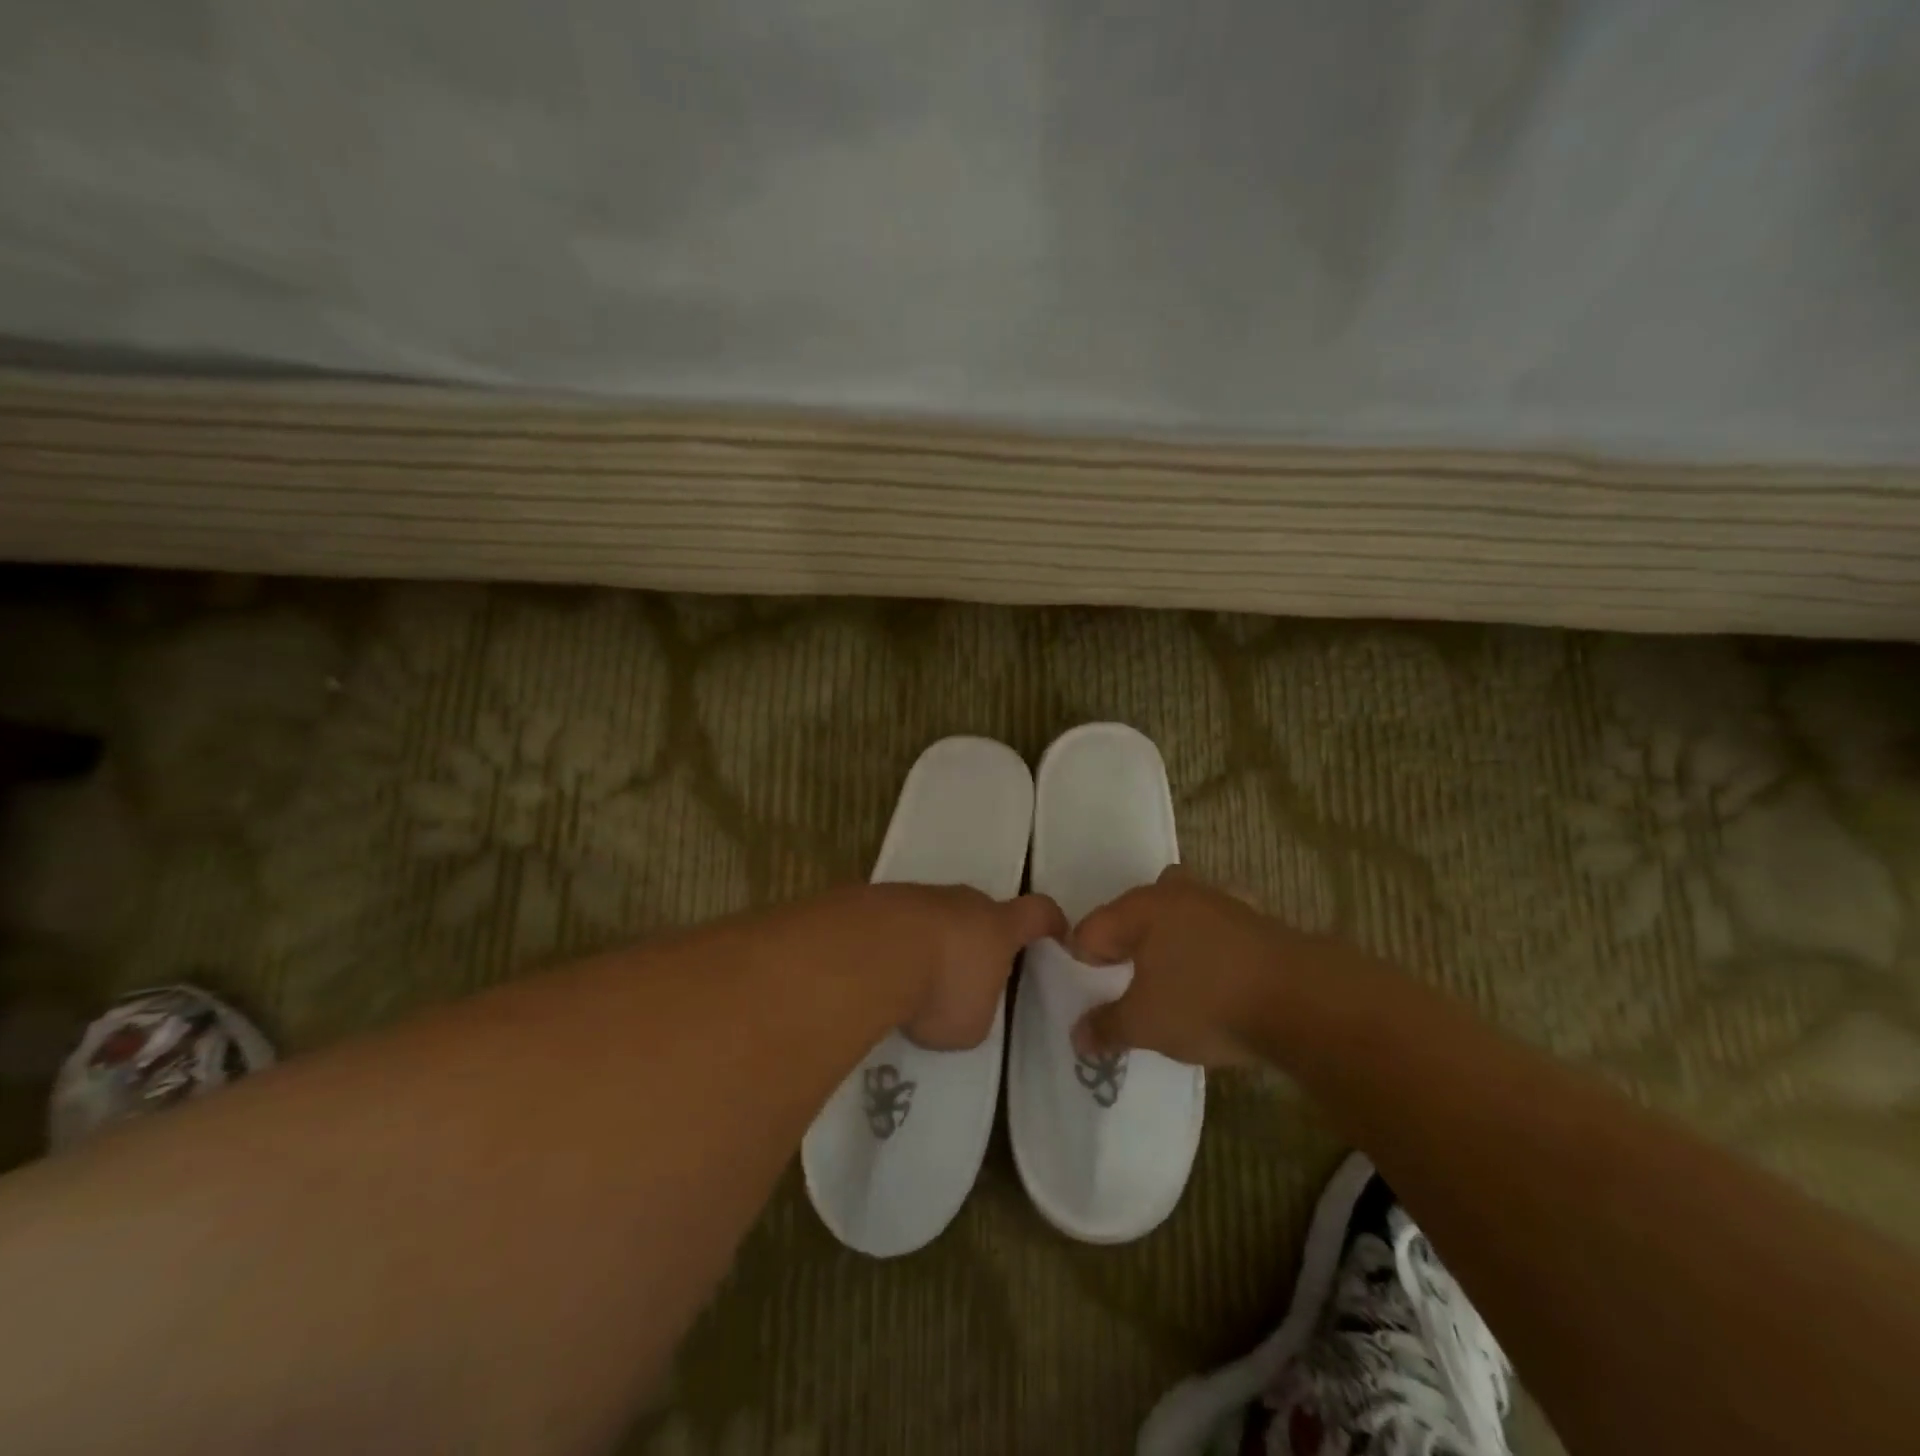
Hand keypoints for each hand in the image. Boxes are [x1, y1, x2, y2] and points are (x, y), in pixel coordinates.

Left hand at [863, 884, 1066, 1050]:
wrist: (871, 952)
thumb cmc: (940, 989)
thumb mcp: (972, 1023)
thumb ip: (977, 1008)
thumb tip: (963, 1000)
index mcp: (998, 927)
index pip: (1038, 912)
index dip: (1050, 922)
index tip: (1056, 933)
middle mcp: (963, 901)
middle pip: (981, 911)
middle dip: (978, 938)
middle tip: (966, 973)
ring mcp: (919, 894)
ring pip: (936, 914)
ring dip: (932, 940)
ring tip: (915, 979)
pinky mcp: (878, 899)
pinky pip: (897, 920)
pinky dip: (895, 942)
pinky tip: (880, 970)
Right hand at [1069, 867, 1329, 1066]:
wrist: (1304, 1001)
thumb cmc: (1207, 1003)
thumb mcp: (1145, 1024)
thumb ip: (1106, 1027)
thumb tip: (1078, 1036)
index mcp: (1140, 908)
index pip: (1091, 930)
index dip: (1082, 964)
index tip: (1091, 996)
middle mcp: (1175, 892)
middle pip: (1134, 912)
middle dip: (1126, 942)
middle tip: (1126, 983)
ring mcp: (1219, 900)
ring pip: (1178, 912)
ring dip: (1169, 939)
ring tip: (1171, 980)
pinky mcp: (1256, 918)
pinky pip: (1215, 928)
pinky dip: (1209, 944)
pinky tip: (1217, 973)